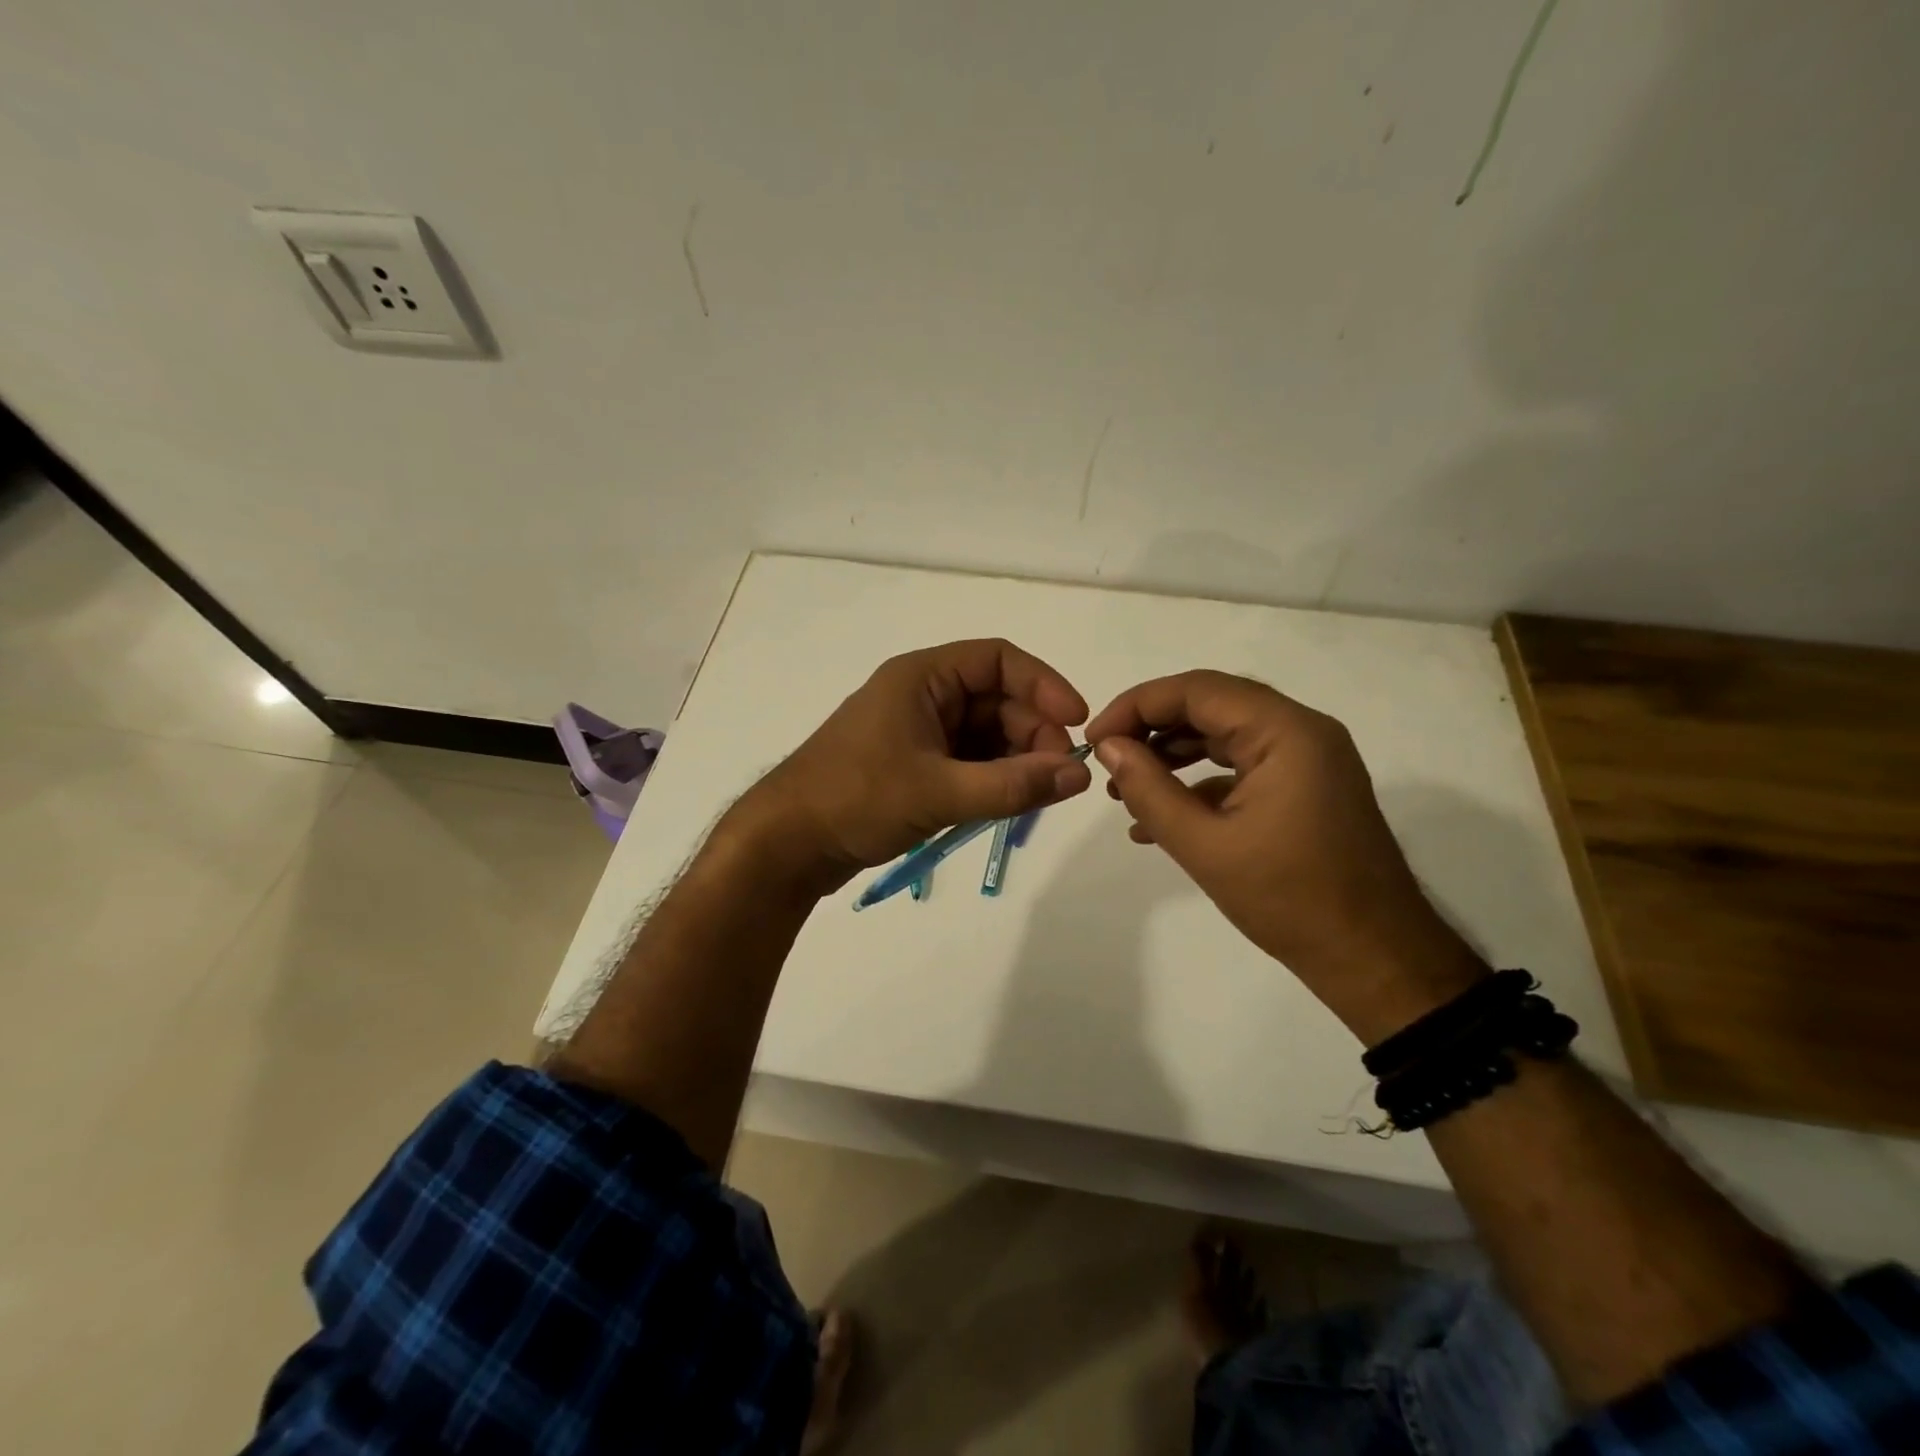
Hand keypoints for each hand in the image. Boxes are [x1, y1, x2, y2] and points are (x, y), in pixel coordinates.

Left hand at [734, 639, 1093, 893]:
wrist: (787, 844)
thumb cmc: (856, 799)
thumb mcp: (940, 791)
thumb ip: (1013, 785)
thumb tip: (1081, 776)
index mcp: (921, 677)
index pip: (997, 659)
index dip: (1043, 684)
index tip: (1076, 722)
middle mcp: (922, 696)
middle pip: (996, 698)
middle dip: (1033, 731)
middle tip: (1059, 774)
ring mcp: (917, 732)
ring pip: (984, 733)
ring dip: (1016, 758)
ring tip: (1039, 793)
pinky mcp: (914, 766)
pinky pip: (967, 761)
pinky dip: (993, 777)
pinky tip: (1011, 802)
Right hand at [1086, 671, 1486, 1043]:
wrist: (1373, 958)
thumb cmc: (1288, 899)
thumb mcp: (1204, 845)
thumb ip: (1148, 789)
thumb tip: (1108, 747)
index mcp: (1286, 732)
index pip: (1197, 690)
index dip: (1136, 705)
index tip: (1095, 738)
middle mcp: (1302, 731)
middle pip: (1211, 705)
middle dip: (1151, 728)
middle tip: (1107, 758)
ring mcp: (1308, 760)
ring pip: (1224, 735)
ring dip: (1172, 754)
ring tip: (1125, 789)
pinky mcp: (1305, 787)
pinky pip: (1242, 766)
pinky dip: (1199, 781)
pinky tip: (1160, 818)